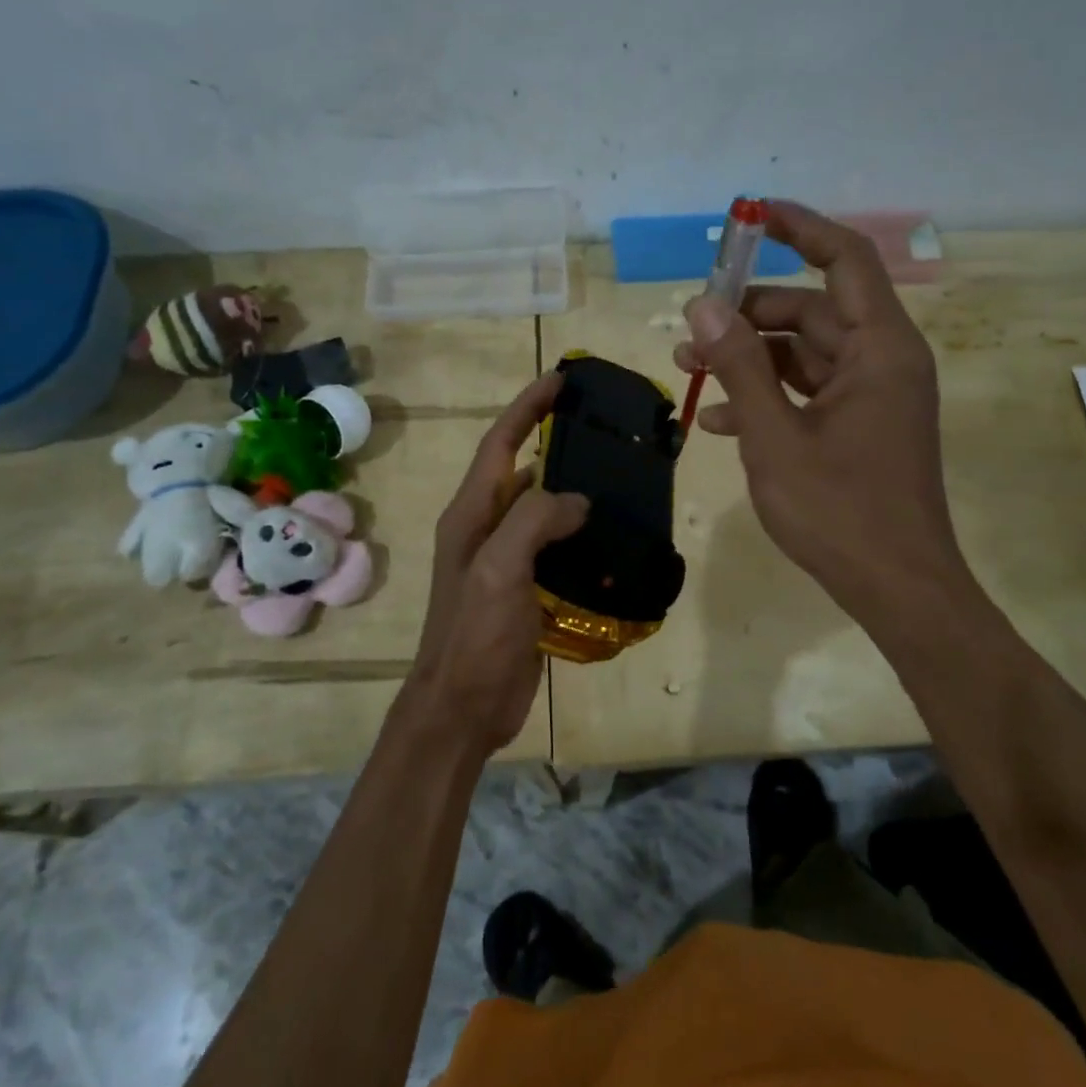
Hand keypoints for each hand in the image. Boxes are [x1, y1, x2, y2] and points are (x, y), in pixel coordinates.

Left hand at [406, 373, 589, 754]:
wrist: (463, 706)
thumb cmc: (474, 634)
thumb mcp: (497, 569)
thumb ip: (533, 521)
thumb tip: (578, 500)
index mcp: (472, 513)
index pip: (500, 443)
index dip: (527, 407)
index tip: (561, 379)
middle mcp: (487, 528)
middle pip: (525, 470)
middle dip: (558, 443)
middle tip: (606, 428)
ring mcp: (508, 560)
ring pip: (546, 510)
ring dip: (576, 490)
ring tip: (621, 477)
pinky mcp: (529, 589)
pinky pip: (559, 548)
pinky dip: (584, 536)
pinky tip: (616, 537)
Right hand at [674, 200, 975, 624]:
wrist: (896, 589)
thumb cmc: (839, 511)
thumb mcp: (775, 436)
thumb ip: (739, 366)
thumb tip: (702, 304)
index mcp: (879, 349)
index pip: (845, 260)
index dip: (800, 229)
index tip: (751, 216)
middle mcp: (882, 361)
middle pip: (811, 310)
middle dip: (747, 315)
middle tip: (690, 327)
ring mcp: (871, 397)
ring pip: (803, 354)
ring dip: (748, 358)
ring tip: (688, 368)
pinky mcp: (858, 428)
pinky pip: (808, 393)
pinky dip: (766, 396)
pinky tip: (715, 419)